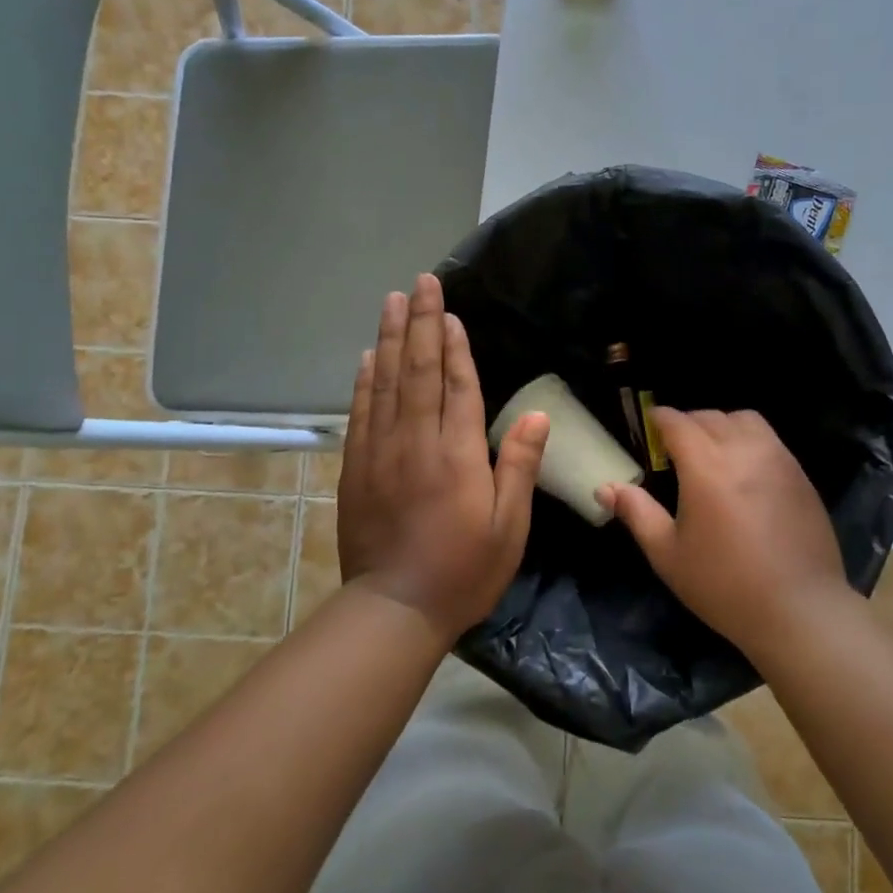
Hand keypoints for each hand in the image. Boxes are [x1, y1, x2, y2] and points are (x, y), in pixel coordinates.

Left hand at [337, 274, 549, 641]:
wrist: (395, 608)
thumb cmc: (464, 570)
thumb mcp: (509, 527)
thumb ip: (518, 466)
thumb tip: (536, 416)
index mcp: (458, 455)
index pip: (458, 386)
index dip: (456, 346)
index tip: (450, 311)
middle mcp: (417, 442)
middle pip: (419, 372)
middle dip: (421, 324)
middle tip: (419, 283)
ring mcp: (381, 452)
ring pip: (386, 383)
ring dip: (390, 339)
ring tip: (392, 302)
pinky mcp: (356, 468)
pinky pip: (360, 413)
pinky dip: (364, 381)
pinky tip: (368, 357)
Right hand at [598, 409, 848, 655]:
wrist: (799, 609)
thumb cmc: (724, 585)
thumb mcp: (667, 554)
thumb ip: (637, 513)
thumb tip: (605, 488)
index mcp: (706, 466)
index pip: (678, 422)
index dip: (660, 418)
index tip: (649, 425)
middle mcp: (743, 451)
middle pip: (711, 416)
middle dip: (688, 422)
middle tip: (674, 447)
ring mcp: (778, 460)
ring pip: (746, 420)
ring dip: (722, 425)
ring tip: (712, 451)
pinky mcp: (801, 476)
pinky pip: (770, 440)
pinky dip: (750, 440)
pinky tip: (744, 472)